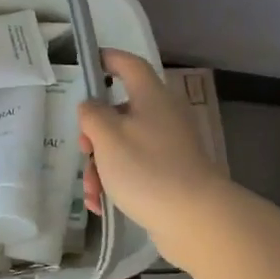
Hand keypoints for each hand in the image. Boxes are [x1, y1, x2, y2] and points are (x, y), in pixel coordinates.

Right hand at [77, 50, 231, 258]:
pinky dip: (116, 182)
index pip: (129, 64)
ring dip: (101, 165)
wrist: (195, 218)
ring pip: (124, 145)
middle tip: (83, 150)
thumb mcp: (107, 136)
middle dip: (94, 133)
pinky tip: (101, 204)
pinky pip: (136, 169)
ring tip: (92, 191)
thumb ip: (92, 114)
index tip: (87, 65)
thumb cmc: (146, 169)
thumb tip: (91, 107)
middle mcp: (163, 115)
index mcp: (151, 96)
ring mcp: (169, 146)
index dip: (107, 60)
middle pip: (120, 111)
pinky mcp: (171, 173)